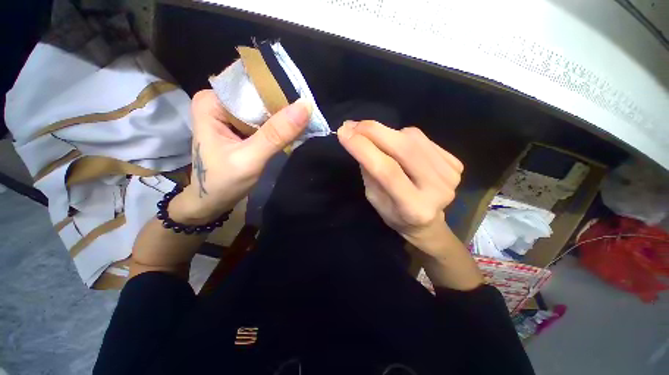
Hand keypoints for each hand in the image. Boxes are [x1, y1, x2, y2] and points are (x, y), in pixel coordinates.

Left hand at [170, 90, 311, 224]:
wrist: (212, 202)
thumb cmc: (223, 183)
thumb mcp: (250, 159)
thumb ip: (276, 134)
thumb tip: (305, 106)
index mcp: (212, 102)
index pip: (251, 86)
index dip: (278, 92)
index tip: (303, 102)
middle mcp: (219, 102)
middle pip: (258, 96)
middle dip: (282, 106)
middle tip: (307, 115)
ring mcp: (230, 115)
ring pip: (263, 109)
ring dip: (283, 117)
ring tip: (304, 122)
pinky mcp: (239, 127)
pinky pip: (264, 121)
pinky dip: (278, 127)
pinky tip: (292, 131)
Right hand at [337, 120, 463, 258]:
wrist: (428, 222)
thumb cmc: (395, 214)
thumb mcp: (374, 199)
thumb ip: (369, 172)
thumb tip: (358, 139)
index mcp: (413, 208)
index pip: (387, 171)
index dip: (364, 148)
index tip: (343, 132)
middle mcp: (437, 190)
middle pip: (404, 149)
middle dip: (374, 131)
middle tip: (352, 124)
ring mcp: (450, 175)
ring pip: (413, 138)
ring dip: (387, 133)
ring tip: (374, 138)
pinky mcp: (455, 163)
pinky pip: (423, 139)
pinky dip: (404, 136)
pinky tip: (397, 146)